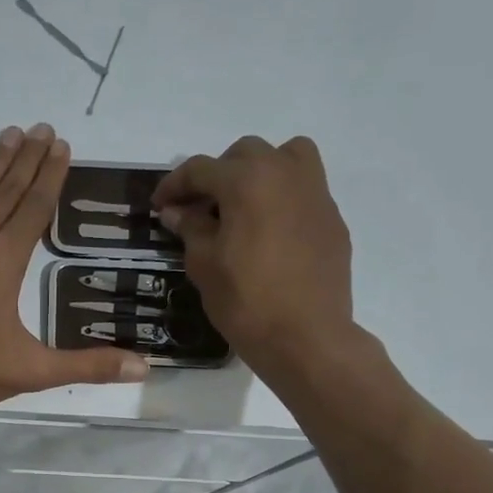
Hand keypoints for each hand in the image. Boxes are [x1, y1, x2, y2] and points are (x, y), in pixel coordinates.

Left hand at [0, 124, 149, 415]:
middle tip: (44, 128)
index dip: (51, 176)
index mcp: (4, 261)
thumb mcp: (31, 371)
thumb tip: (143, 367)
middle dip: (28, 157)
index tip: (63, 146)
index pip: (34, 207)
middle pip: (6, 188)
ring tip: (12, 132)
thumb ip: (87, 366)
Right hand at [150, 135, 355, 375]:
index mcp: (247, 180)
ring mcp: (316, 194)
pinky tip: (270, 235)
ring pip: (286, 158)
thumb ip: (190, 228)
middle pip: (245, 154)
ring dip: (259, 172)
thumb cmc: (245, 301)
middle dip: (217, 175)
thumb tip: (177, 211)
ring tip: (243, 207)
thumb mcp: (204, 264)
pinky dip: (282, 199)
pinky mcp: (332, 219)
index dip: (174, 186)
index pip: (200, 169)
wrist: (306, 337)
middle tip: (200, 208)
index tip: (159, 206)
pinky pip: (304, 191)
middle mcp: (285, 173)